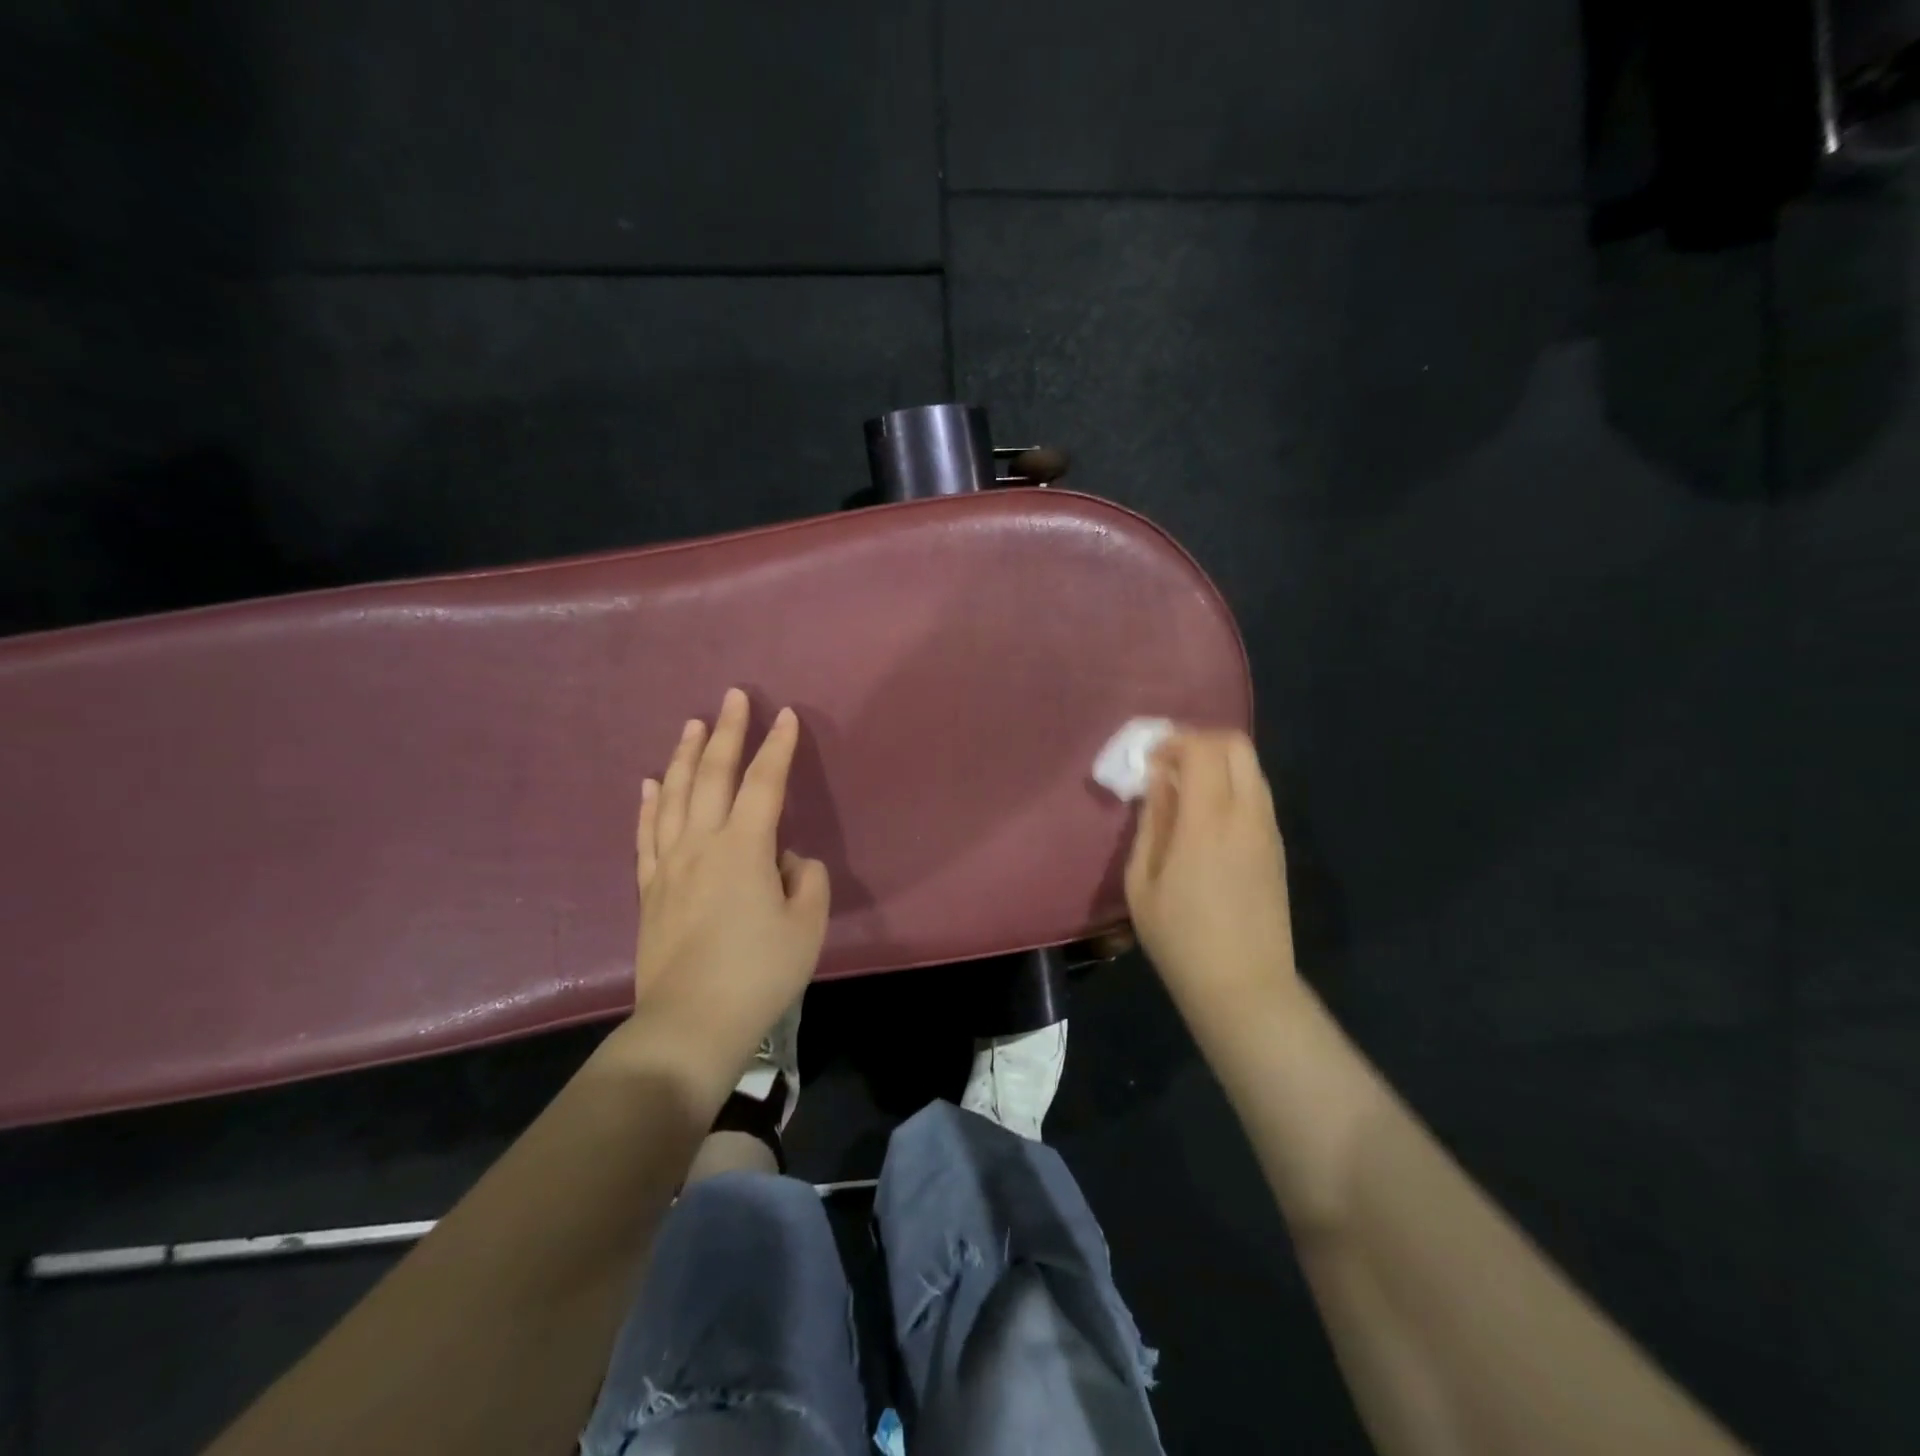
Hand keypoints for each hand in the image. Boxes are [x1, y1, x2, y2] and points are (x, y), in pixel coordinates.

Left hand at [623, 688, 829, 1089]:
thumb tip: (787, 862)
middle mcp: (701, 844)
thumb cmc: (759, 973)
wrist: (691, 1022)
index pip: (764, 783)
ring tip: (691, 725)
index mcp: (744, 848)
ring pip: (672, 796)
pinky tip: (649, 783)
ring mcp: (668, 865)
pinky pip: (646, 834)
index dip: (778, 746)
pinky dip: (648, 804)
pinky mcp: (649, 890)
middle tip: (733, 696)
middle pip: (711, 775)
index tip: (786, 715)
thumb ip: (807, 881)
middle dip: (726, 732)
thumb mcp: (807, 925)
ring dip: (683, 756)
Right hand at [1124, 730, 1298, 1030]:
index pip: (1203, 749)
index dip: (1174, 742)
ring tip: (1185, 791)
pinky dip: (1231, 786)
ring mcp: (1268, 830)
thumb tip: (1157, 780)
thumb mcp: (1142, 882)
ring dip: (1218, 764)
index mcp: (1208, 821)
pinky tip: (1206, 817)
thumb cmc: (1180, 938)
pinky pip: (1257, 794)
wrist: (1244, 986)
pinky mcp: (1277, 847)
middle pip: (1236, 745)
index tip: (1149, 761)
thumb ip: (1152, 822)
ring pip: (1251, 767)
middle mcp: (1246, 815)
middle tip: (1169, 765)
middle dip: (1200, 742)